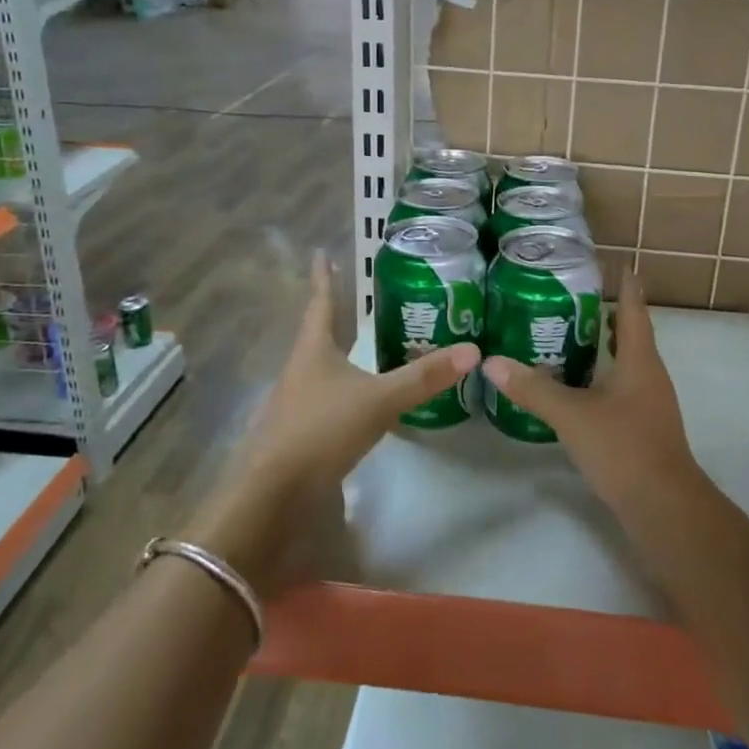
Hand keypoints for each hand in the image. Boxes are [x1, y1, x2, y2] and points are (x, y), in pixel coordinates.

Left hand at [183, 252, 478, 594]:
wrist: (275, 495)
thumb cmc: (321, 430)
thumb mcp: (379, 400)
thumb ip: (424, 378)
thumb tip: (473, 350)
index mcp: (313, 351)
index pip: (321, 303)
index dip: (323, 278)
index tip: (321, 253)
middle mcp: (301, 370)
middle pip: (318, 333)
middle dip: (335, 314)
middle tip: (357, 296)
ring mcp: (298, 403)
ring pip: (322, 367)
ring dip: (340, 352)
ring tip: (362, 343)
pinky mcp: (302, 433)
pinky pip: (328, 398)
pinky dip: (346, 388)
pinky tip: (360, 398)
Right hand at [481, 276, 699, 513]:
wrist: (663, 506)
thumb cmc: (623, 447)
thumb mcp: (572, 415)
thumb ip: (533, 389)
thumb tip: (492, 363)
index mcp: (640, 360)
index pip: (633, 309)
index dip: (626, 285)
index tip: (616, 263)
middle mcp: (650, 374)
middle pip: (632, 333)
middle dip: (608, 312)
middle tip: (574, 296)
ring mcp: (650, 402)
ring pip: (628, 361)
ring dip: (605, 345)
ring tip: (571, 333)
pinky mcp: (644, 425)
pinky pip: (623, 385)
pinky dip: (603, 374)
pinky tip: (579, 384)